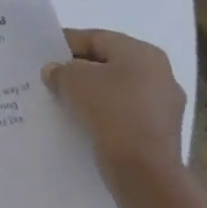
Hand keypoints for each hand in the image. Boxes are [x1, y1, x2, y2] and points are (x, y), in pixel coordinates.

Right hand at [43, 29, 186, 178]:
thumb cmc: (110, 109)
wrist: (143, 169)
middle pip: (108, 64)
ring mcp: (163, 107)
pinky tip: (80, 120)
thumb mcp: (71, 79)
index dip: (65, 43)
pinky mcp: (159, 133)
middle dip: (78, 69)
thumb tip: (56, 72)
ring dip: (90, 93)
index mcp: (143, 53)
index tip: (42, 53)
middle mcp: (160, 75)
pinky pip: (123, 114)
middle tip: (50, 76)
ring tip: (61, 99)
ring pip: (115, 91)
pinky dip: (102, 114)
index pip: (96, 38)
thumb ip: (59, 69)